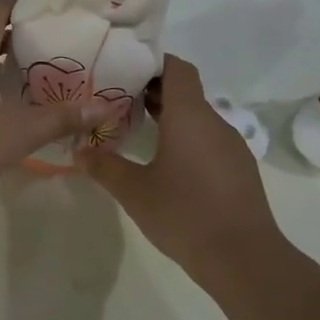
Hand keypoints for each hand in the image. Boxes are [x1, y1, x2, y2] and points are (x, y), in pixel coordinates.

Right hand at [80, 55, 288, 296]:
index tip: (125, 70)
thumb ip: (104, 167)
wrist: (241, 256)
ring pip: (198, 119)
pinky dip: (186, 141)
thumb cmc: (183, 213)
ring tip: (138, 132)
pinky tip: (167, 165)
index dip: (153, 63)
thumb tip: (78, 152)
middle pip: (186, 92)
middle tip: (118, 101)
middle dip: (154, 92)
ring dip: (170, 119)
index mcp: (189, 116)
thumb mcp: (134, 191)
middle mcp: (215, 122)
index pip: (177, 69)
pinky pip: (209, 141)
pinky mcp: (239, 169)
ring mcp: (231, 146)